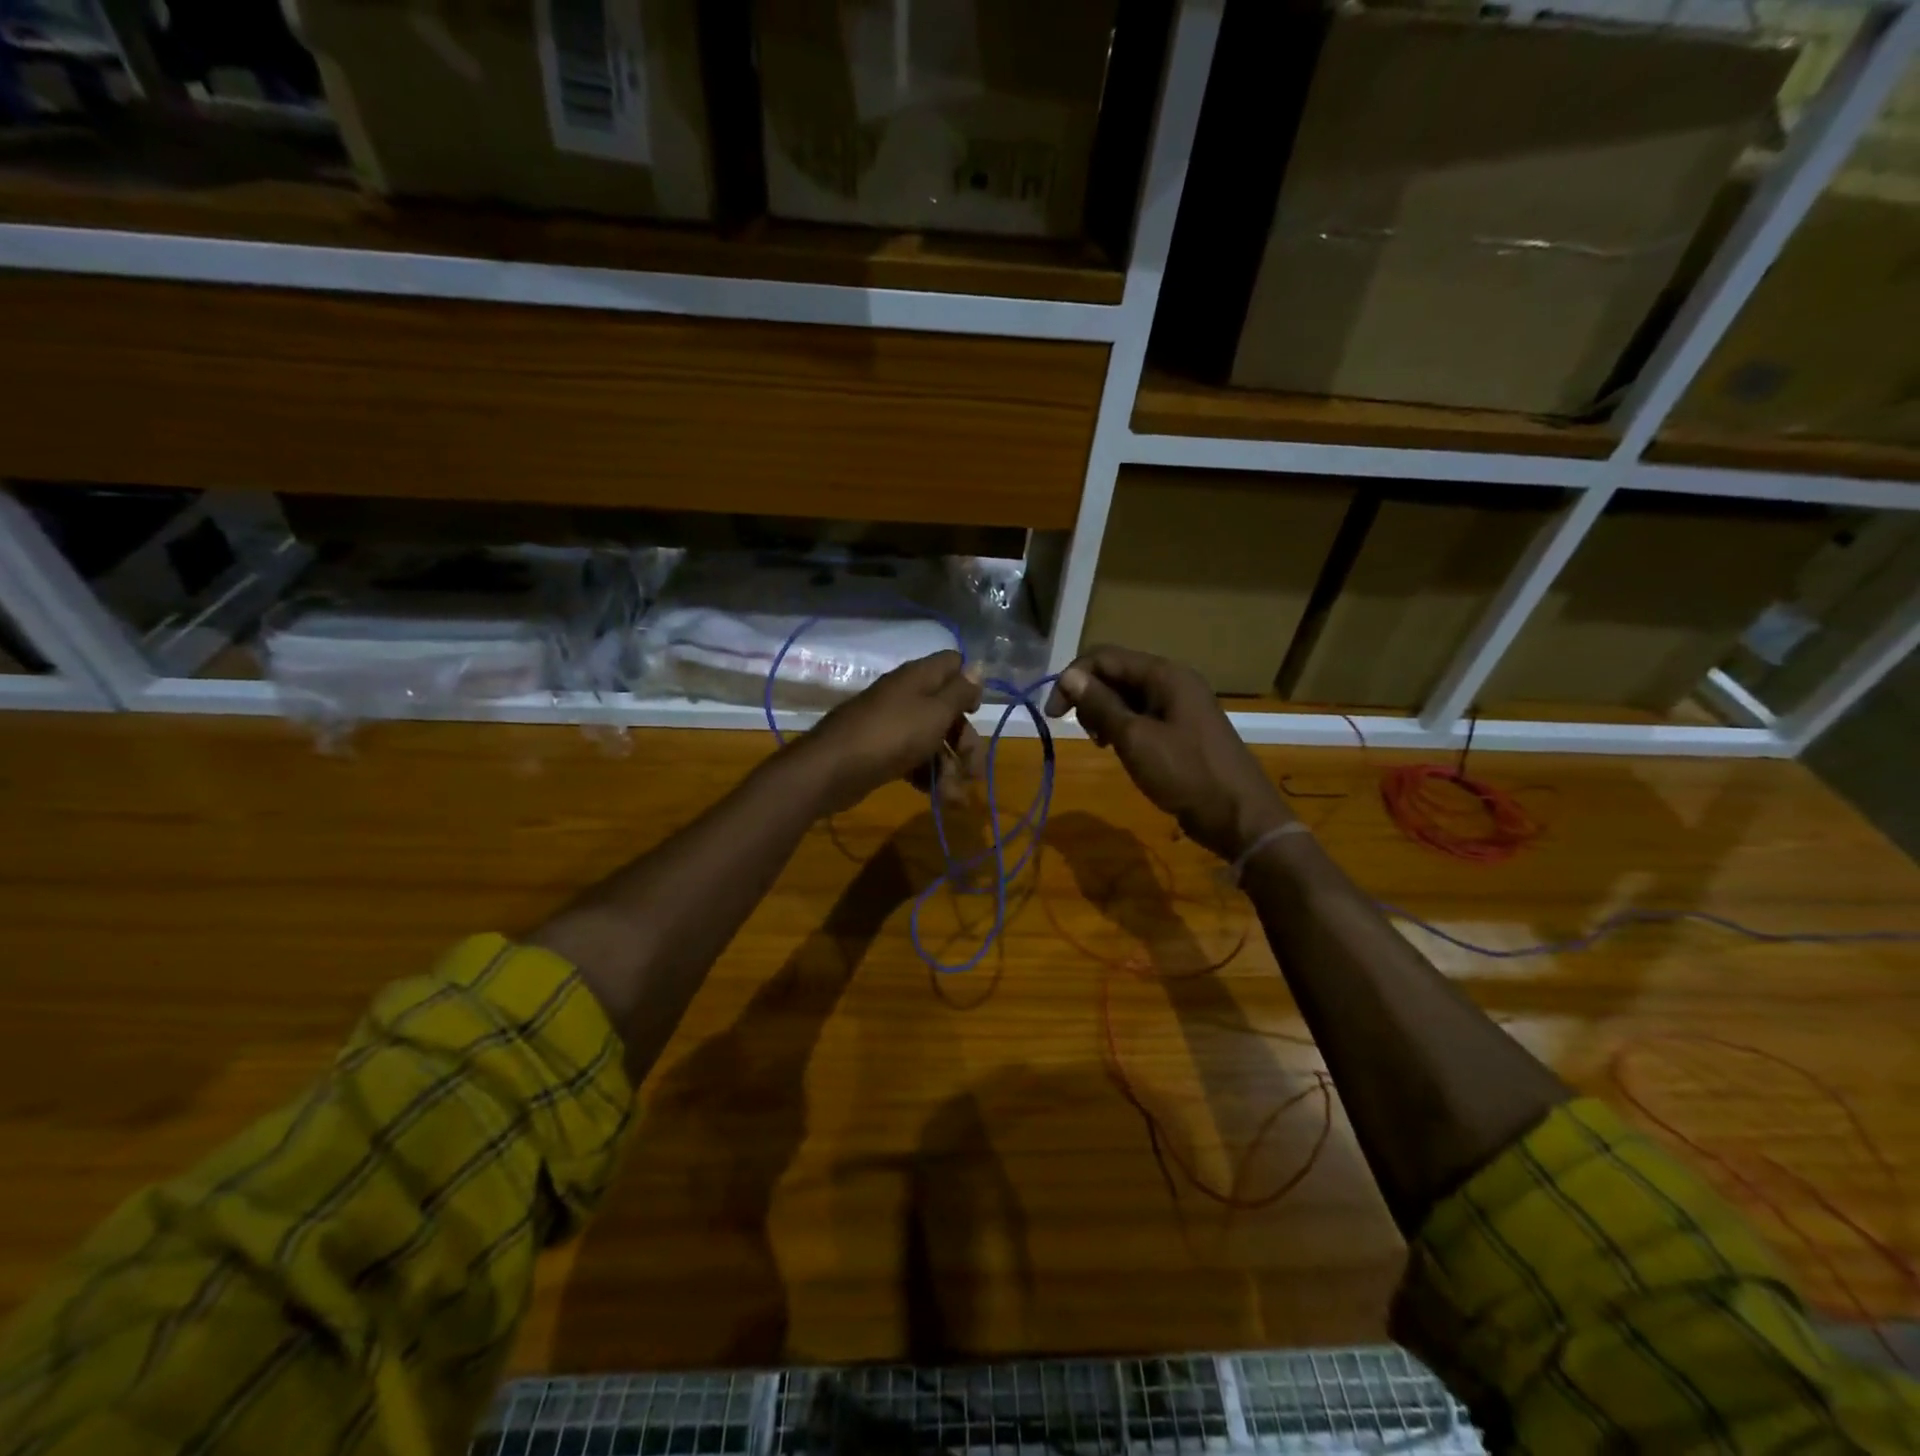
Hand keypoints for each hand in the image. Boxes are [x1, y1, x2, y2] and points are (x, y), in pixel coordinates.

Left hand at [798, 650, 984, 814]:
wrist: (833, 768)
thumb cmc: (893, 735)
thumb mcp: (935, 711)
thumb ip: (960, 692)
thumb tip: (978, 668)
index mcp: (919, 677)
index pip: (952, 664)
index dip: (969, 685)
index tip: (975, 712)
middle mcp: (906, 695)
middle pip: (947, 710)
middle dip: (964, 741)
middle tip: (974, 772)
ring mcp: (892, 724)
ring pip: (932, 739)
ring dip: (948, 767)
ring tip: (953, 798)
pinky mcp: (881, 750)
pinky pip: (913, 757)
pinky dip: (927, 775)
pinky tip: (935, 796)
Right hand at [1045, 645, 1293, 860]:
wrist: (1237, 815)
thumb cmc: (1185, 772)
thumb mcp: (1135, 738)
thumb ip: (1101, 705)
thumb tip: (1069, 676)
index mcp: (1165, 674)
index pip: (1105, 657)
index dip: (1073, 678)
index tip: (1053, 713)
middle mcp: (1173, 681)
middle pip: (1116, 673)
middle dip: (1089, 696)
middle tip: (1082, 732)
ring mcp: (1180, 705)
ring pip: (1127, 696)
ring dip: (1104, 713)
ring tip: (1100, 743)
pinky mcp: (1181, 729)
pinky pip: (1142, 715)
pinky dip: (1122, 726)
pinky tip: (1117, 748)